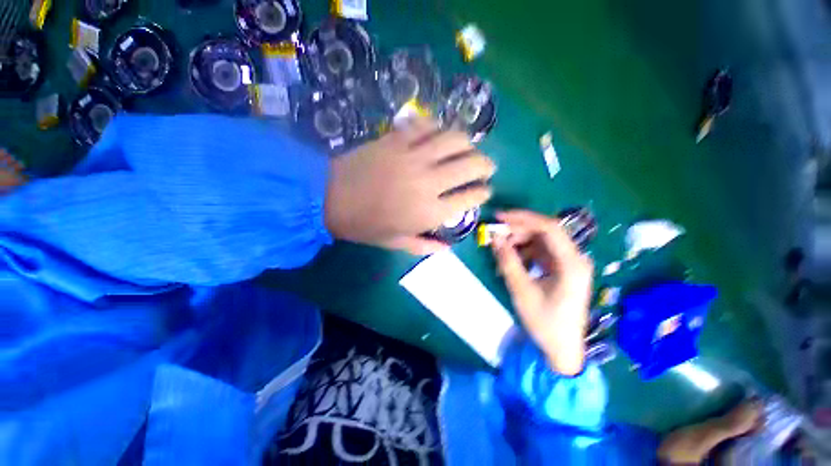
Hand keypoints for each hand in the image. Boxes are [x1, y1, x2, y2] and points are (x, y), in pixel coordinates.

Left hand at [324, 117, 494, 253]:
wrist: (329, 198)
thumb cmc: (364, 225)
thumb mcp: (395, 243)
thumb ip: (424, 246)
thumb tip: (447, 248)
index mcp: (430, 212)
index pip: (469, 198)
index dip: (483, 193)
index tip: (486, 190)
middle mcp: (429, 182)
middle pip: (470, 165)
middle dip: (486, 166)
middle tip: (487, 167)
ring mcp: (413, 157)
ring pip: (454, 140)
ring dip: (468, 143)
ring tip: (470, 148)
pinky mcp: (397, 139)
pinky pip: (426, 126)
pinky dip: (438, 127)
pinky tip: (440, 134)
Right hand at [491, 210, 592, 375]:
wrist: (562, 349)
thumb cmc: (545, 322)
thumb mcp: (522, 291)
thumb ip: (508, 261)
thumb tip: (495, 238)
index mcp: (571, 263)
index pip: (549, 228)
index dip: (522, 218)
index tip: (499, 218)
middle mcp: (575, 258)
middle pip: (545, 232)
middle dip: (518, 230)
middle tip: (496, 235)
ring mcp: (569, 263)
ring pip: (541, 241)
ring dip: (520, 242)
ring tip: (501, 252)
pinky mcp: (562, 269)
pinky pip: (541, 252)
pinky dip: (524, 253)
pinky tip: (512, 262)